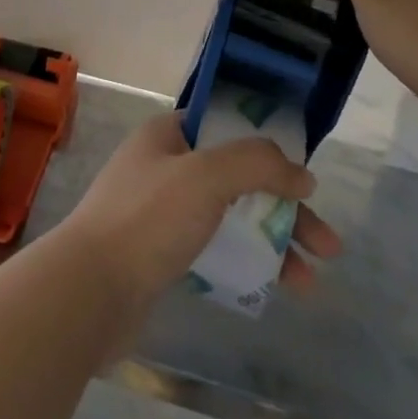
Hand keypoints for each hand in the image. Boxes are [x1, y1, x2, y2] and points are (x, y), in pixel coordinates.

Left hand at [55, 113, 341, 312]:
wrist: (90, 290)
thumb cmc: (147, 219)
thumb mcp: (205, 176)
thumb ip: (256, 165)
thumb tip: (302, 174)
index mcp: (166, 134)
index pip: (224, 127)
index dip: (265, 146)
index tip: (301, 174)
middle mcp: (163, 166)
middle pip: (235, 177)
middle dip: (282, 207)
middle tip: (327, 245)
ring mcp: (159, 212)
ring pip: (228, 217)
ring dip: (270, 241)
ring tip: (311, 280)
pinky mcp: (159, 255)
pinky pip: (212, 248)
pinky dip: (243, 262)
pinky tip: (271, 287)